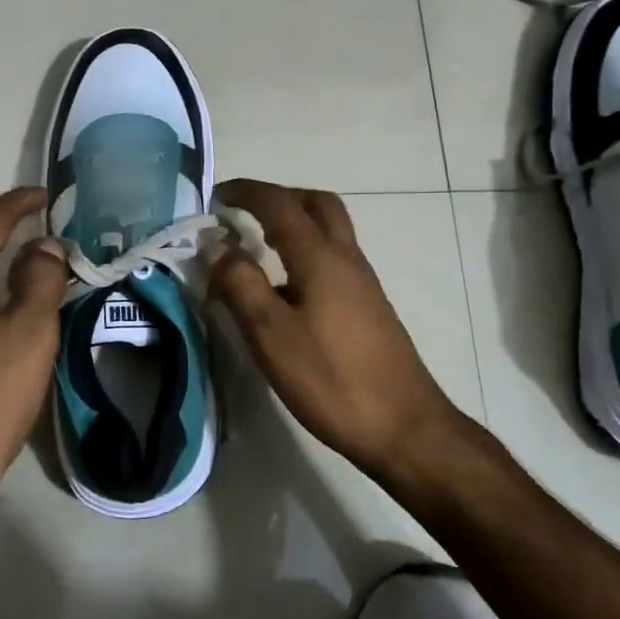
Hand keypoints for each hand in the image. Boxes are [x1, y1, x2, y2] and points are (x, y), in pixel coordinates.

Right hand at [207, 179, 465, 477]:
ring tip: (259, 247)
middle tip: (245, 213)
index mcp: (320, 257)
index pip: (279, 204)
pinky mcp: (369, 306)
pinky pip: (334, 258)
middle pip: (317, 204)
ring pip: (330, 230)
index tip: (216, 195)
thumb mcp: (271, 334)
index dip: (246, 192)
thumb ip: (240, 283)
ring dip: (295, 223)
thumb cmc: (331, 379)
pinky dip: (306, 251)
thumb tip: (215, 244)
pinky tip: (287, 289)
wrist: (404, 426)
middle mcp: (346, 258)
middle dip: (279, 198)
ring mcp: (363, 282)